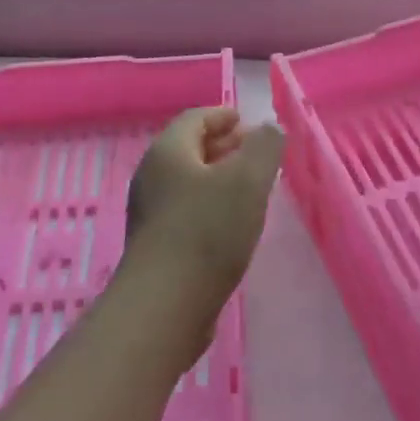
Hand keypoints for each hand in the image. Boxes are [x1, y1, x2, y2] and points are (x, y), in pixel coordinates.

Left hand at [124, 107, 284, 313]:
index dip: (223, 116)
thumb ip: (264, 147)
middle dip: (224, 146)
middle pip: (190, 149)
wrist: (165, 304)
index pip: (195, 118)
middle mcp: (152, 176)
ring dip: (219, 178)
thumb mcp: (247, 180)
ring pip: (188, 182)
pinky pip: (186, 210)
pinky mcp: (156, 245)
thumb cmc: (208, 231)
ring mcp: (150, 212)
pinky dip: (210, 205)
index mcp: (168, 151)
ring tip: (251, 189)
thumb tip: (269, 129)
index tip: (248, 123)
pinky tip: (232, 224)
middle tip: (256, 154)